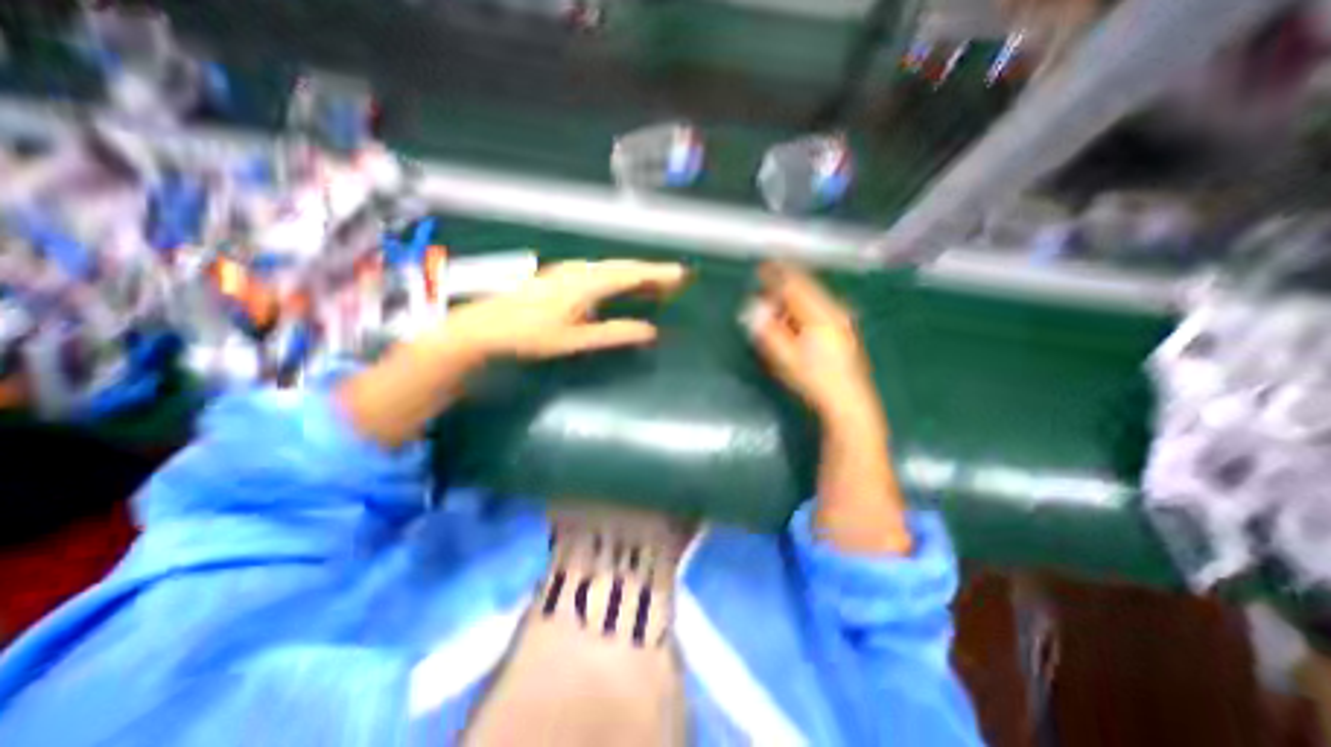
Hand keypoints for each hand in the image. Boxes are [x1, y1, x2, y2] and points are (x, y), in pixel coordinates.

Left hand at [452, 261, 690, 360]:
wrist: (487, 326)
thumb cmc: (531, 335)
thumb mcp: (575, 340)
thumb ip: (614, 333)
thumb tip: (650, 331)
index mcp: (587, 284)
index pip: (631, 274)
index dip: (658, 274)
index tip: (681, 273)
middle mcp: (581, 270)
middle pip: (623, 267)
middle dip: (651, 271)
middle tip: (675, 277)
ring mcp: (569, 270)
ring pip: (611, 268)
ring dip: (635, 273)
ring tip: (655, 283)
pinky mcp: (561, 275)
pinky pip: (599, 271)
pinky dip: (617, 277)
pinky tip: (620, 285)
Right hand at [748, 262, 880, 425]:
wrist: (847, 401)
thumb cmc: (813, 379)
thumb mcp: (784, 356)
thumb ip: (767, 329)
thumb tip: (753, 307)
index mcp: (820, 314)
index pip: (795, 285)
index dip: (777, 274)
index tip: (761, 267)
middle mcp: (834, 309)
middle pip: (806, 287)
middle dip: (784, 285)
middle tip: (765, 290)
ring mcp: (842, 318)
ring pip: (813, 297)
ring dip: (793, 298)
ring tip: (777, 308)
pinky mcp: (844, 328)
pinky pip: (820, 307)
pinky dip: (803, 307)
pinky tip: (795, 321)